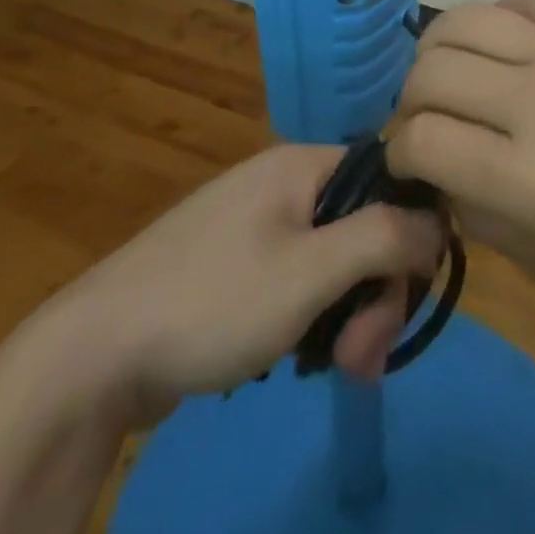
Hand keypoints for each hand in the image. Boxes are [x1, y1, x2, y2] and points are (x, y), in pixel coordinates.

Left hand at [40, 144, 445, 414]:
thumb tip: (440, 220)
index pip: (388, 180)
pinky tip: (298, 358)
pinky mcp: (236, 264)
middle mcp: (283, 182)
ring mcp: (256, 222)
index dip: (410, 235)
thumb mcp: (310, 272)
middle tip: (361, 359)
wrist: (95, 353)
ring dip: (347, 314)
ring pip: (333, 260)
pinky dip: (312, 317)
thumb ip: (383, 238)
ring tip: (332, 369)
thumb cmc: (213, 300)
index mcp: (302, 164)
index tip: (403, 300)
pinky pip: (299, 279)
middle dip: (375, 293)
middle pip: (362, 226)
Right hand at [388, 0, 534, 312]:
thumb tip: (434, 171)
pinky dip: (495, 20)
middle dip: (408, 101)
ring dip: (437, 50)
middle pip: (430, 73)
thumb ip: (477, 214)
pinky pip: (520, 0)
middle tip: (427, 120)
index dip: (400, 153)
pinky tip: (503, 48)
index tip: (409, 160)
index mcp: (529, 180)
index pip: (422, 140)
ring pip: (462, 20)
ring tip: (451, 73)